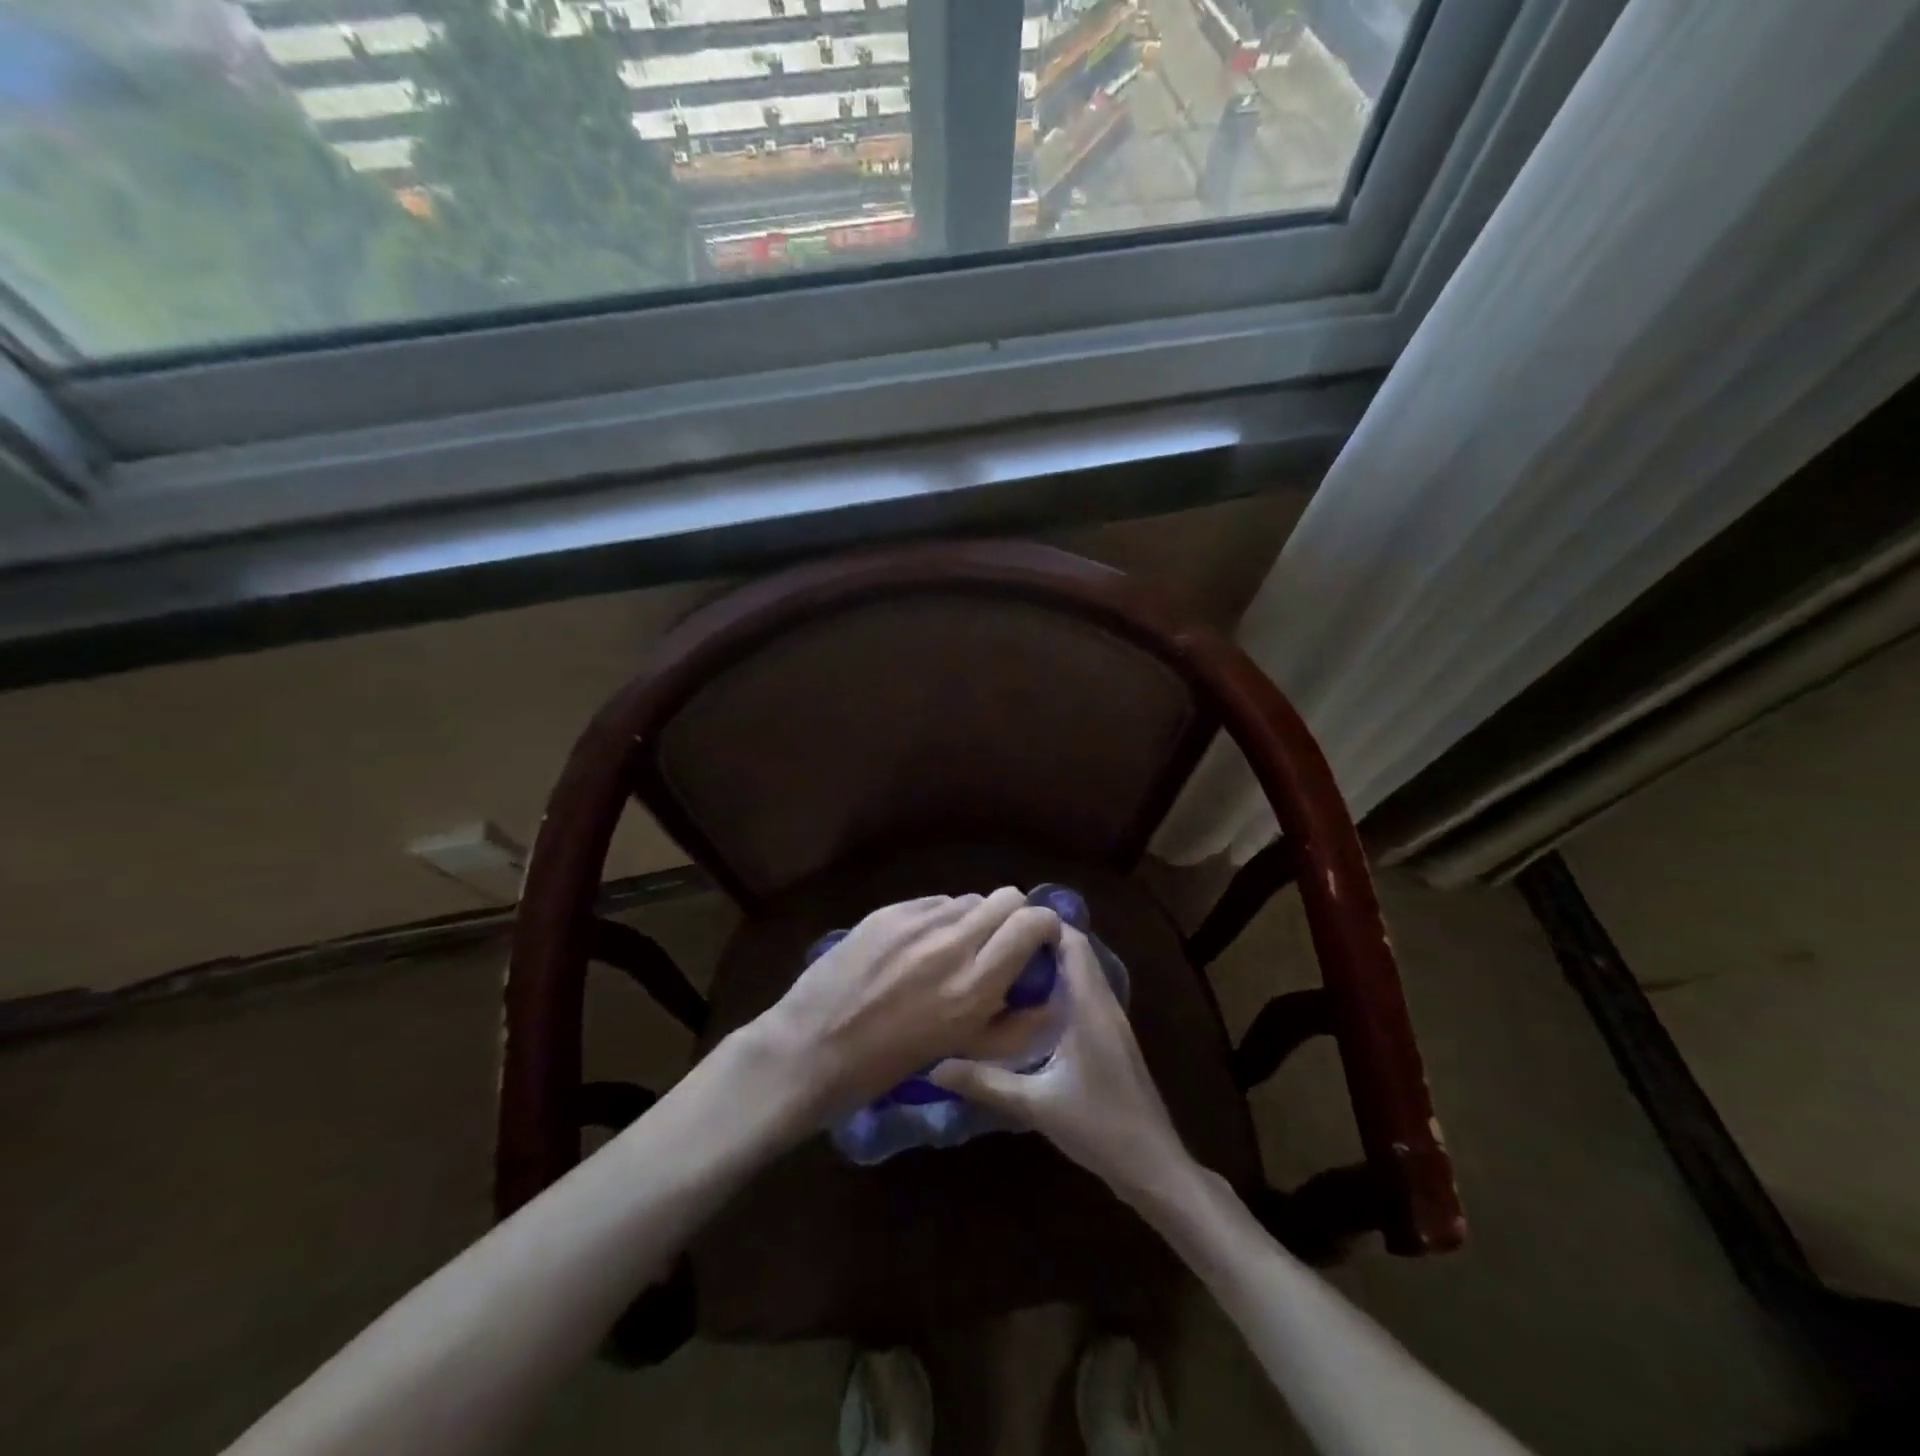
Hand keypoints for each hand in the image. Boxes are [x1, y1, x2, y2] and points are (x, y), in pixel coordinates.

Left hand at [755, 889, 1060, 1121]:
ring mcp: (916, 921)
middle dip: (1013, 916)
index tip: (1038, 943)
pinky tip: (918, 947)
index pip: (1032, 922)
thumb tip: (1047, 997)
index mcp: (975, 986)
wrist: (810, 1048)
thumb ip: (1013, 1025)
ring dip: (973, 920)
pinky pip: (933, 903)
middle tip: (999, 944)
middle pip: (1006, 897)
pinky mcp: (888, 911)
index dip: (1044, 927)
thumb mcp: (961, 1053)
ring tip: (953, 950)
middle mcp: (951, 943)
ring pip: (968, 899)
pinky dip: (939, 919)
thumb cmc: (886, 1066)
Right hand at [930, 927, 1192, 1207]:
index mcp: (1090, 1007)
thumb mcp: (1034, 1104)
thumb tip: (934, 1066)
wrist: (1153, 1166)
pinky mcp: (1114, 1039)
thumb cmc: (1098, 1126)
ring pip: (1082, 974)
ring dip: (1051, 965)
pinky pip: (1086, 995)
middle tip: (995, 944)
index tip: (1003, 922)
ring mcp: (1113, 1022)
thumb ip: (984, 1082)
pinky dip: (1061, 987)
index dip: (1042, 925)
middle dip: (1040, 943)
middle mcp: (1105, 1005)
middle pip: (1077, 954)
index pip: (1072, 943)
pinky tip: (1031, 1007)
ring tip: (1006, 968)